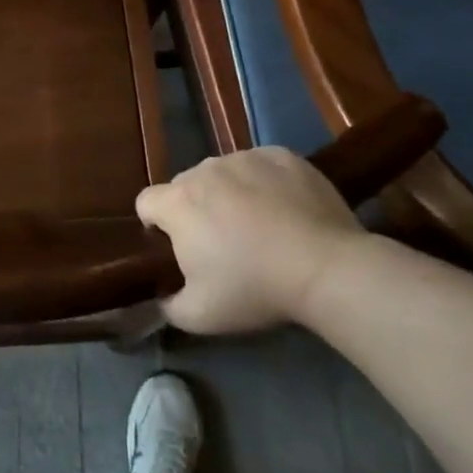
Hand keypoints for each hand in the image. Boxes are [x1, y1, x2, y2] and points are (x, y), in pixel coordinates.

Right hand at [136, 147, 367, 335]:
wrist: (327, 268)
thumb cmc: (255, 289)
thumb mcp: (200, 316)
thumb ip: (168, 305)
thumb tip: (162, 296)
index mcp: (177, 202)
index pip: (146, 202)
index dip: (156, 225)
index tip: (178, 248)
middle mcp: (203, 170)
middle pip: (185, 186)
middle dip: (196, 209)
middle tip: (223, 243)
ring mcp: (244, 158)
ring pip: (223, 173)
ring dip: (230, 193)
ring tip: (260, 225)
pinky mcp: (281, 155)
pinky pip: (260, 165)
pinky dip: (265, 182)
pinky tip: (286, 208)